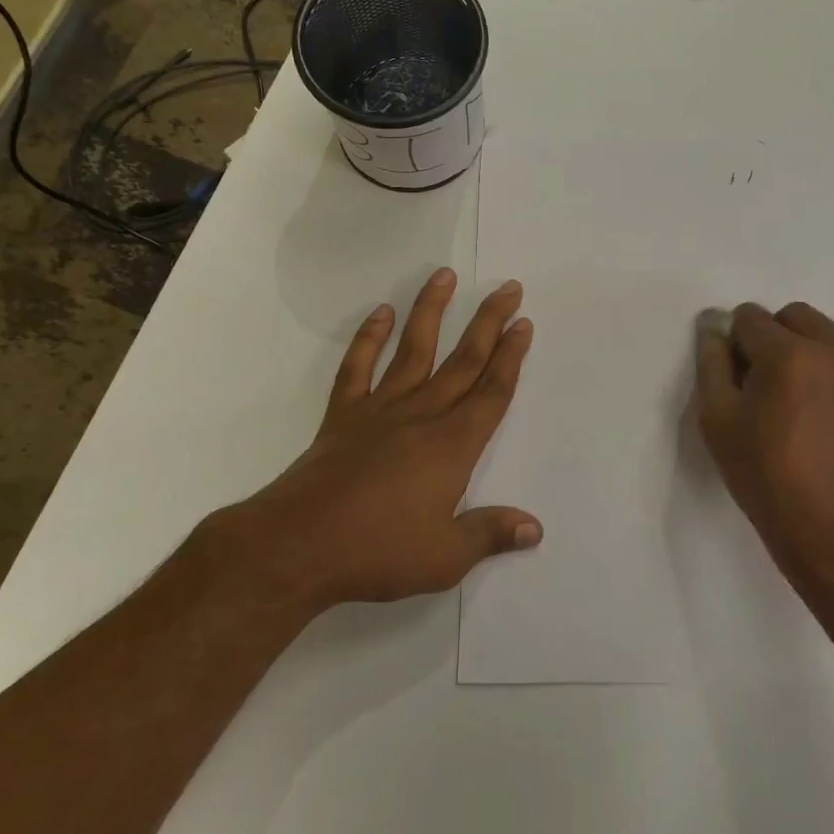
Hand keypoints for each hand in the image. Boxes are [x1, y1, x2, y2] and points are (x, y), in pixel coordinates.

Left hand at [217, 269, 540, 615]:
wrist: (298, 545)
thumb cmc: (378, 551)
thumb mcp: (446, 557)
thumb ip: (491, 535)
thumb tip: (535, 528)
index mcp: (453, 446)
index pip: (492, 392)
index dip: (512, 357)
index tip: (523, 323)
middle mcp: (422, 416)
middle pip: (463, 360)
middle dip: (489, 322)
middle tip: (508, 288)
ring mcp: (379, 410)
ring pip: (413, 350)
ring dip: (431, 311)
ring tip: (444, 276)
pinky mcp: (343, 416)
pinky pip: (358, 368)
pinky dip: (368, 339)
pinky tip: (380, 314)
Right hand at [695, 302, 833, 617]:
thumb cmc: (768, 480)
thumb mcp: (719, 423)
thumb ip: (712, 365)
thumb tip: (714, 329)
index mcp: (789, 354)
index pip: (749, 317)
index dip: (734, 344)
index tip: (735, 381)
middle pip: (792, 316)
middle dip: (770, 338)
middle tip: (762, 387)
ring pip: (823, 335)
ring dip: (802, 352)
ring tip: (794, 405)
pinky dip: (828, 372)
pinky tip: (821, 418)